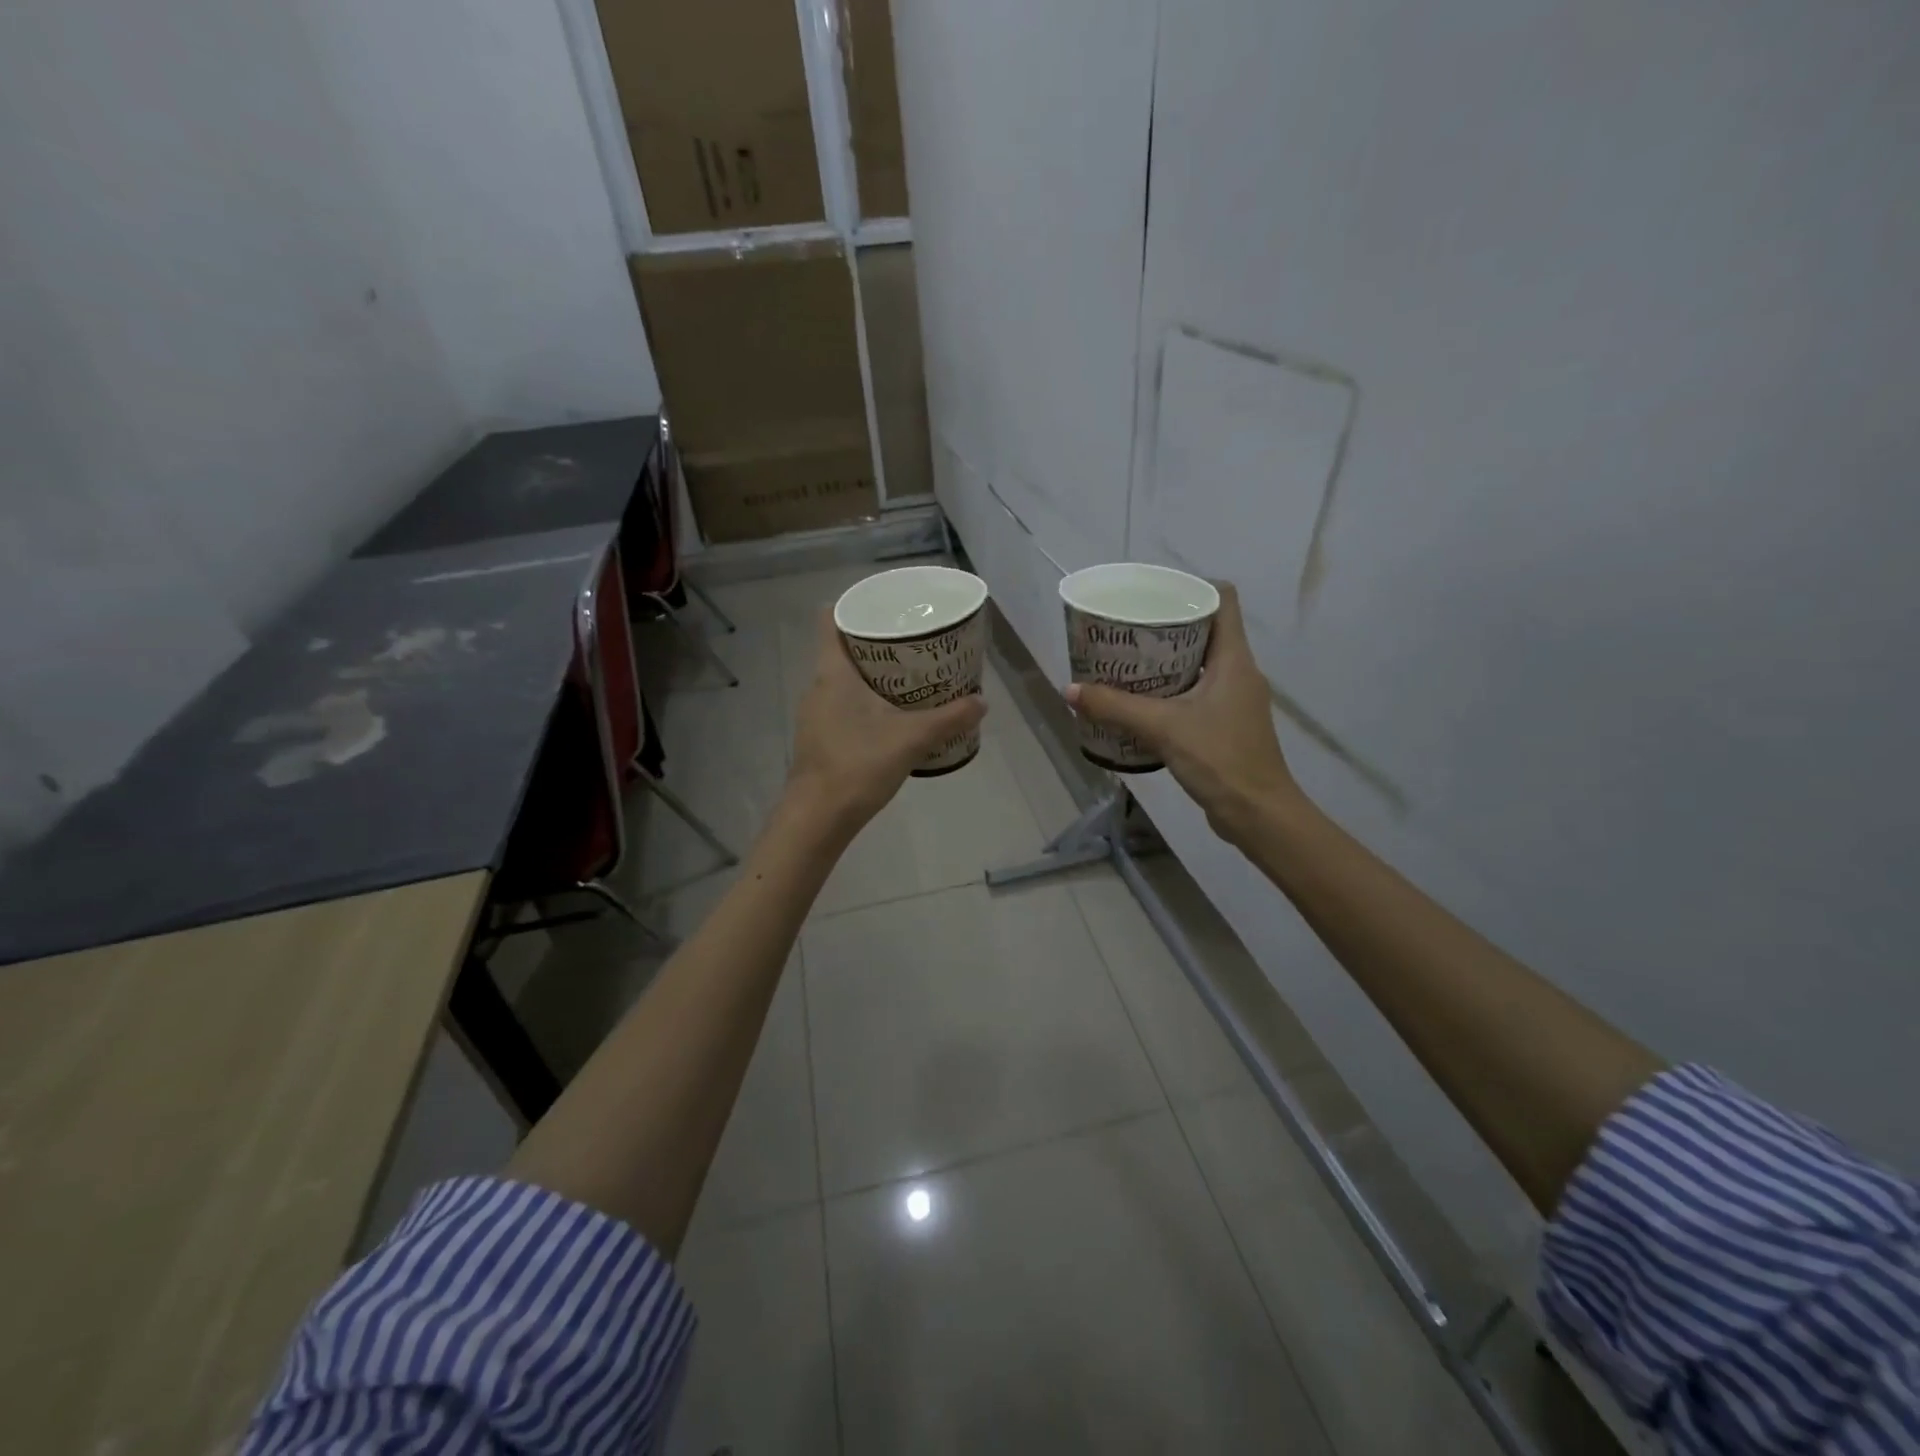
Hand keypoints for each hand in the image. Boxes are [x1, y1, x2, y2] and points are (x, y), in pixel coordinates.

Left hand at [786, 610, 986, 833]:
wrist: (818, 818)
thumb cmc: (858, 765)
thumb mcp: (911, 738)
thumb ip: (949, 718)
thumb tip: (982, 702)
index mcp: (833, 672)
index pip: (831, 619)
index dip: (854, 605)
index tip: (886, 607)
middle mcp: (818, 686)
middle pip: (842, 648)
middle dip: (876, 642)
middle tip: (913, 641)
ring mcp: (815, 713)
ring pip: (843, 679)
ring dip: (872, 674)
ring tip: (909, 676)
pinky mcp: (820, 736)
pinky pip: (843, 704)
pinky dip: (865, 700)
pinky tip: (892, 716)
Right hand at [1065, 584, 1298, 842]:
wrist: (1258, 815)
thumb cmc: (1220, 759)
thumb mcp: (1162, 728)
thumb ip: (1115, 707)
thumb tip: (1070, 689)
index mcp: (1234, 659)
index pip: (1223, 600)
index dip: (1192, 587)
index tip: (1154, 592)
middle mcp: (1239, 672)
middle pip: (1206, 630)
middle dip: (1167, 625)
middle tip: (1127, 627)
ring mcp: (1235, 700)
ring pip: (1200, 663)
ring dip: (1166, 659)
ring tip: (1127, 660)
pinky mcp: (1227, 724)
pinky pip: (1197, 692)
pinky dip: (1171, 689)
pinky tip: (1141, 701)